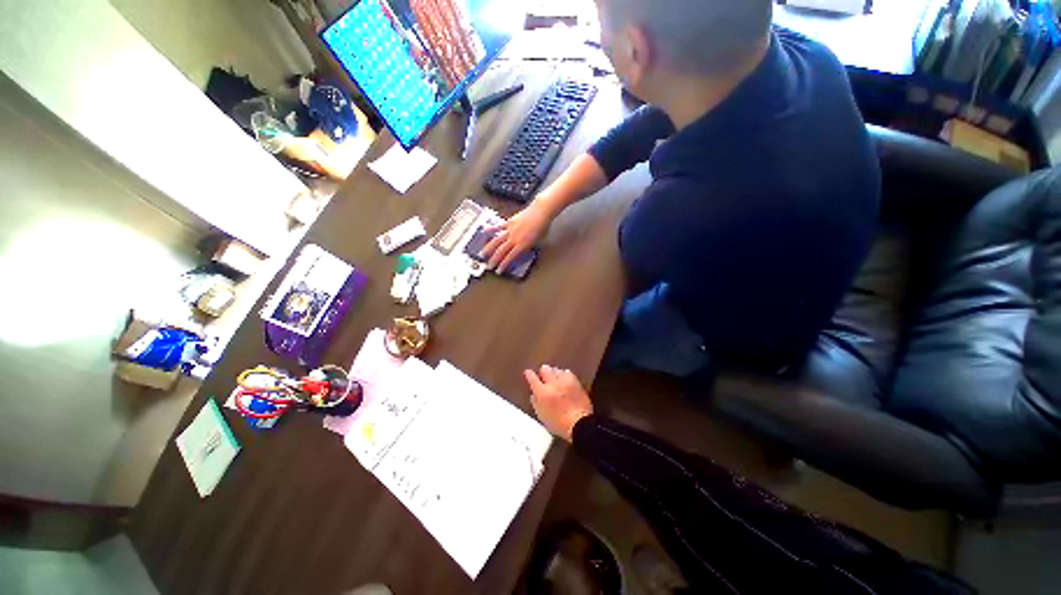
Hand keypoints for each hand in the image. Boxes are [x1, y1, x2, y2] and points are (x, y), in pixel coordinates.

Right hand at [484, 201, 552, 271]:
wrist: (541, 212)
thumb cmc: (542, 227)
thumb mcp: (537, 242)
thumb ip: (528, 247)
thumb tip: (523, 251)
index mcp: (522, 245)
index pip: (510, 258)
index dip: (503, 265)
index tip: (498, 271)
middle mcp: (514, 239)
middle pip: (501, 251)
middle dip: (494, 260)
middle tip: (489, 266)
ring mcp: (510, 230)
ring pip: (496, 241)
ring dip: (488, 248)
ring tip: (482, 254)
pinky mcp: (509, 222)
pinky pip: (498, 227)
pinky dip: (491, 229)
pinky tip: (484, 231)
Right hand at [524, 365, 592, 441]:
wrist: (579, 424)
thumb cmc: (559, 424)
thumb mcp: (542, 416)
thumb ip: (536, 403)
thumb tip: (534, 395)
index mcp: (542, 393)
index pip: (532, 378)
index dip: (529, 374)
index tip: (528, 373)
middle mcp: (552, 384)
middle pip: (545, 369)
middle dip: (543, 372)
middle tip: (543, 377)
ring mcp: (565, 382)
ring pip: (556, 370)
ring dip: (554, 373)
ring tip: (554, 378)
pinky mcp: (575, 382)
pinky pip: (567, 373)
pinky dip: (564, 375)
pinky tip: (564, 379)